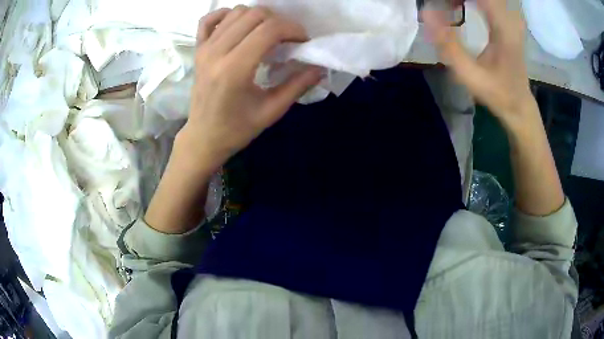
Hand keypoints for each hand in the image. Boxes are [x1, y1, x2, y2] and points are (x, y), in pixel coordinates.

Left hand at [178, 6, 322, 171]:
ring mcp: (205, 48)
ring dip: (259, 17)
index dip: (293, 29)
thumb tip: (321, 67)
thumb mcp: (271, 111)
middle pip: (255, 14)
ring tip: (268, 34)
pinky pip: (209, 19)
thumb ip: (297, 86)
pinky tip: (239, 25)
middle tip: (288, 39)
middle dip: (280, 21)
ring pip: (237, 12)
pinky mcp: (198, 49)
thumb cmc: (236, 129)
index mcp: (235, 69)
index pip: (269, 29)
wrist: (203, 137)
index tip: (303, 41)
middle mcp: (217, 52)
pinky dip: (227, 15)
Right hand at [422, 0, 536, 131]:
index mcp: (504, 28)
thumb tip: (427, 14)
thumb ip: (449, 46)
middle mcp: (510, 18)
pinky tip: (460, 5)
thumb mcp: (471, 76)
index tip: (438, 3)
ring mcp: (511, 19)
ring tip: (449, 7)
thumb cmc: (497, 93)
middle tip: (442, 6)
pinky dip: (473, 2)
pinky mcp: (509, 22)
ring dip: (463, 0)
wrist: (520, 105)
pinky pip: (489, 2)